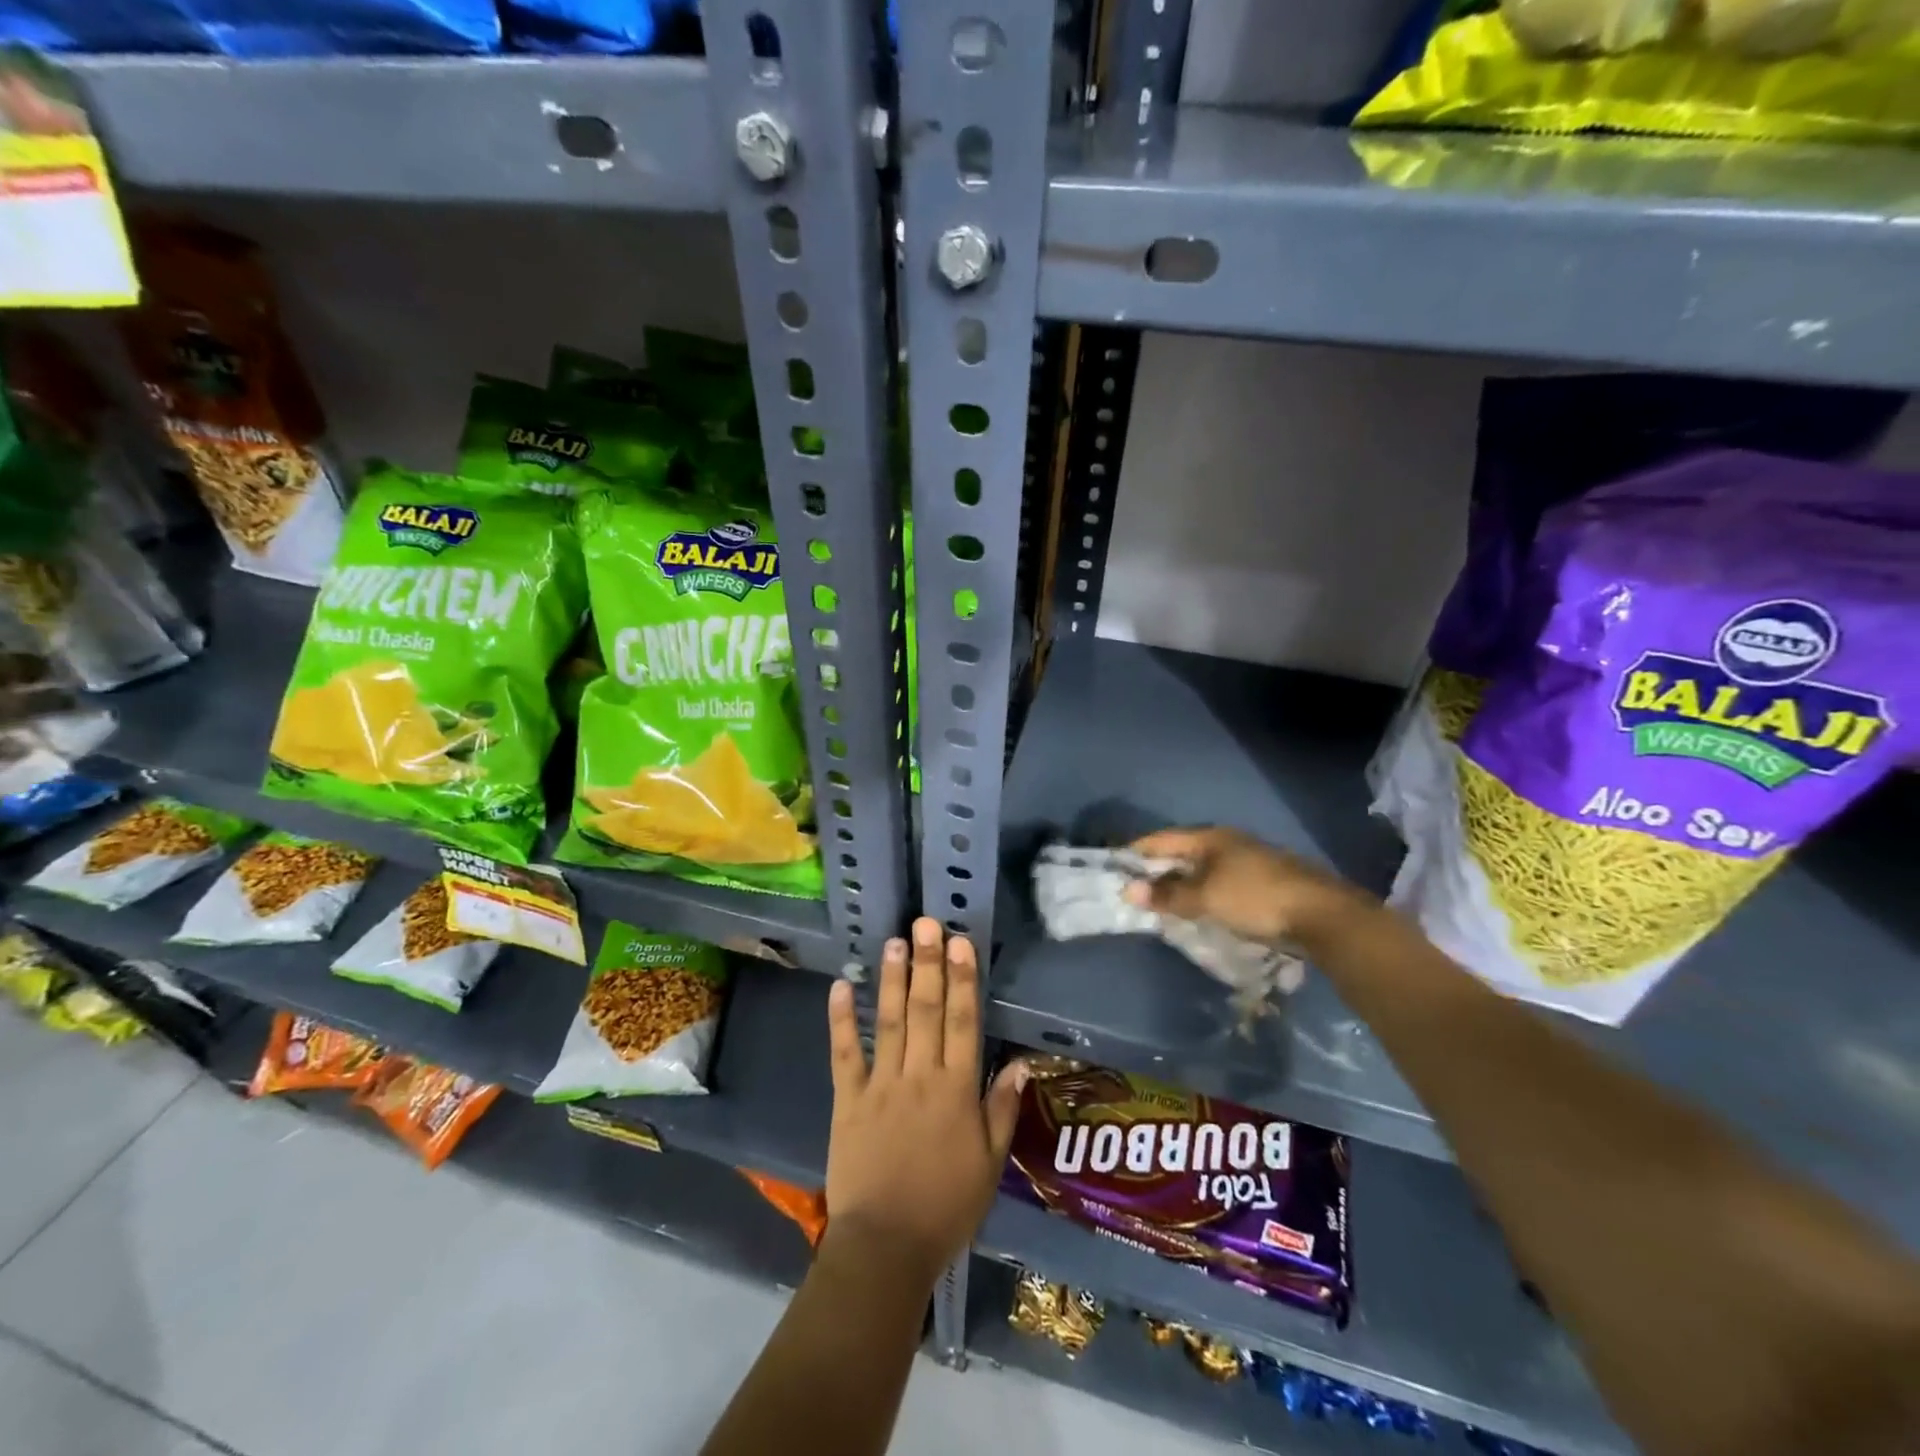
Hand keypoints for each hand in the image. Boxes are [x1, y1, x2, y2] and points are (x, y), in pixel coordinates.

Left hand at [825, 918, 1027, 1284]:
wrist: (886, 1246)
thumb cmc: (946, 1207)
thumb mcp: (989, 1165)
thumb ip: (1002, 1111)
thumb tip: (1021, 1065)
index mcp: (956, 1090)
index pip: (963, 1022)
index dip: (963, 979)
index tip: (960, 942)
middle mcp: (920, 1076)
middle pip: (926, 1010)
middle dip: (928, 964)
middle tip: (926, 922)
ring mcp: (880, 1085)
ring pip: (888, 1022)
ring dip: (891, 979)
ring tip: (894, 941)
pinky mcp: (848, 1099)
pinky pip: (845, 1054)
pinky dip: (841, 1020)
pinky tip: (841, 986)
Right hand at [1122, 826, 1370, 944]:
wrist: (1324, 915)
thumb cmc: (1256, 899)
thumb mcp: (1205, 898)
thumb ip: (1167, 895)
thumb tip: (1128, 890)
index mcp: (1210, 837)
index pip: (1161, 839)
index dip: (1136, 851)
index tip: (1114, 867)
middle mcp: (1228, 842)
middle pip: (1182, 852)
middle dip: (1157, 869)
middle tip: (1134, 889)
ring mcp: (1249, 860)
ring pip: (1203, 868)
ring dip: (1181, 883)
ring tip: (1162, 903)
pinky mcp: (1264, 882)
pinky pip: (1220, 882)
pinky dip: (1203, 893)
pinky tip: (1200, 909)